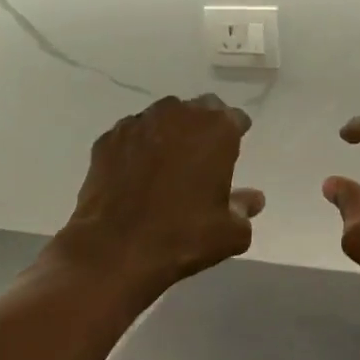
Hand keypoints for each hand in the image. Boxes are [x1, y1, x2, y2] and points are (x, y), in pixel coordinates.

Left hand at [51, 95, 264, 303]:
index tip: (234, 148)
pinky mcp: (107, 140)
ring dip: (169, 133)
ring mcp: (137, 124)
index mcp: (215, 130)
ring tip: (168, 163)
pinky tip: (136, 173)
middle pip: (198, 110)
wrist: (116, 249)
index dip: (236, 133)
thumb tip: (252, 199)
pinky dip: (138, 148)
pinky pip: (131, 136)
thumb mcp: (230, 232)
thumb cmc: (183, 237)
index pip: (235, 118)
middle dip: (203, 127)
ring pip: (161, 118)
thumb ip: (244, 208)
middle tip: (203, 155)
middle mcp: (177, 115)